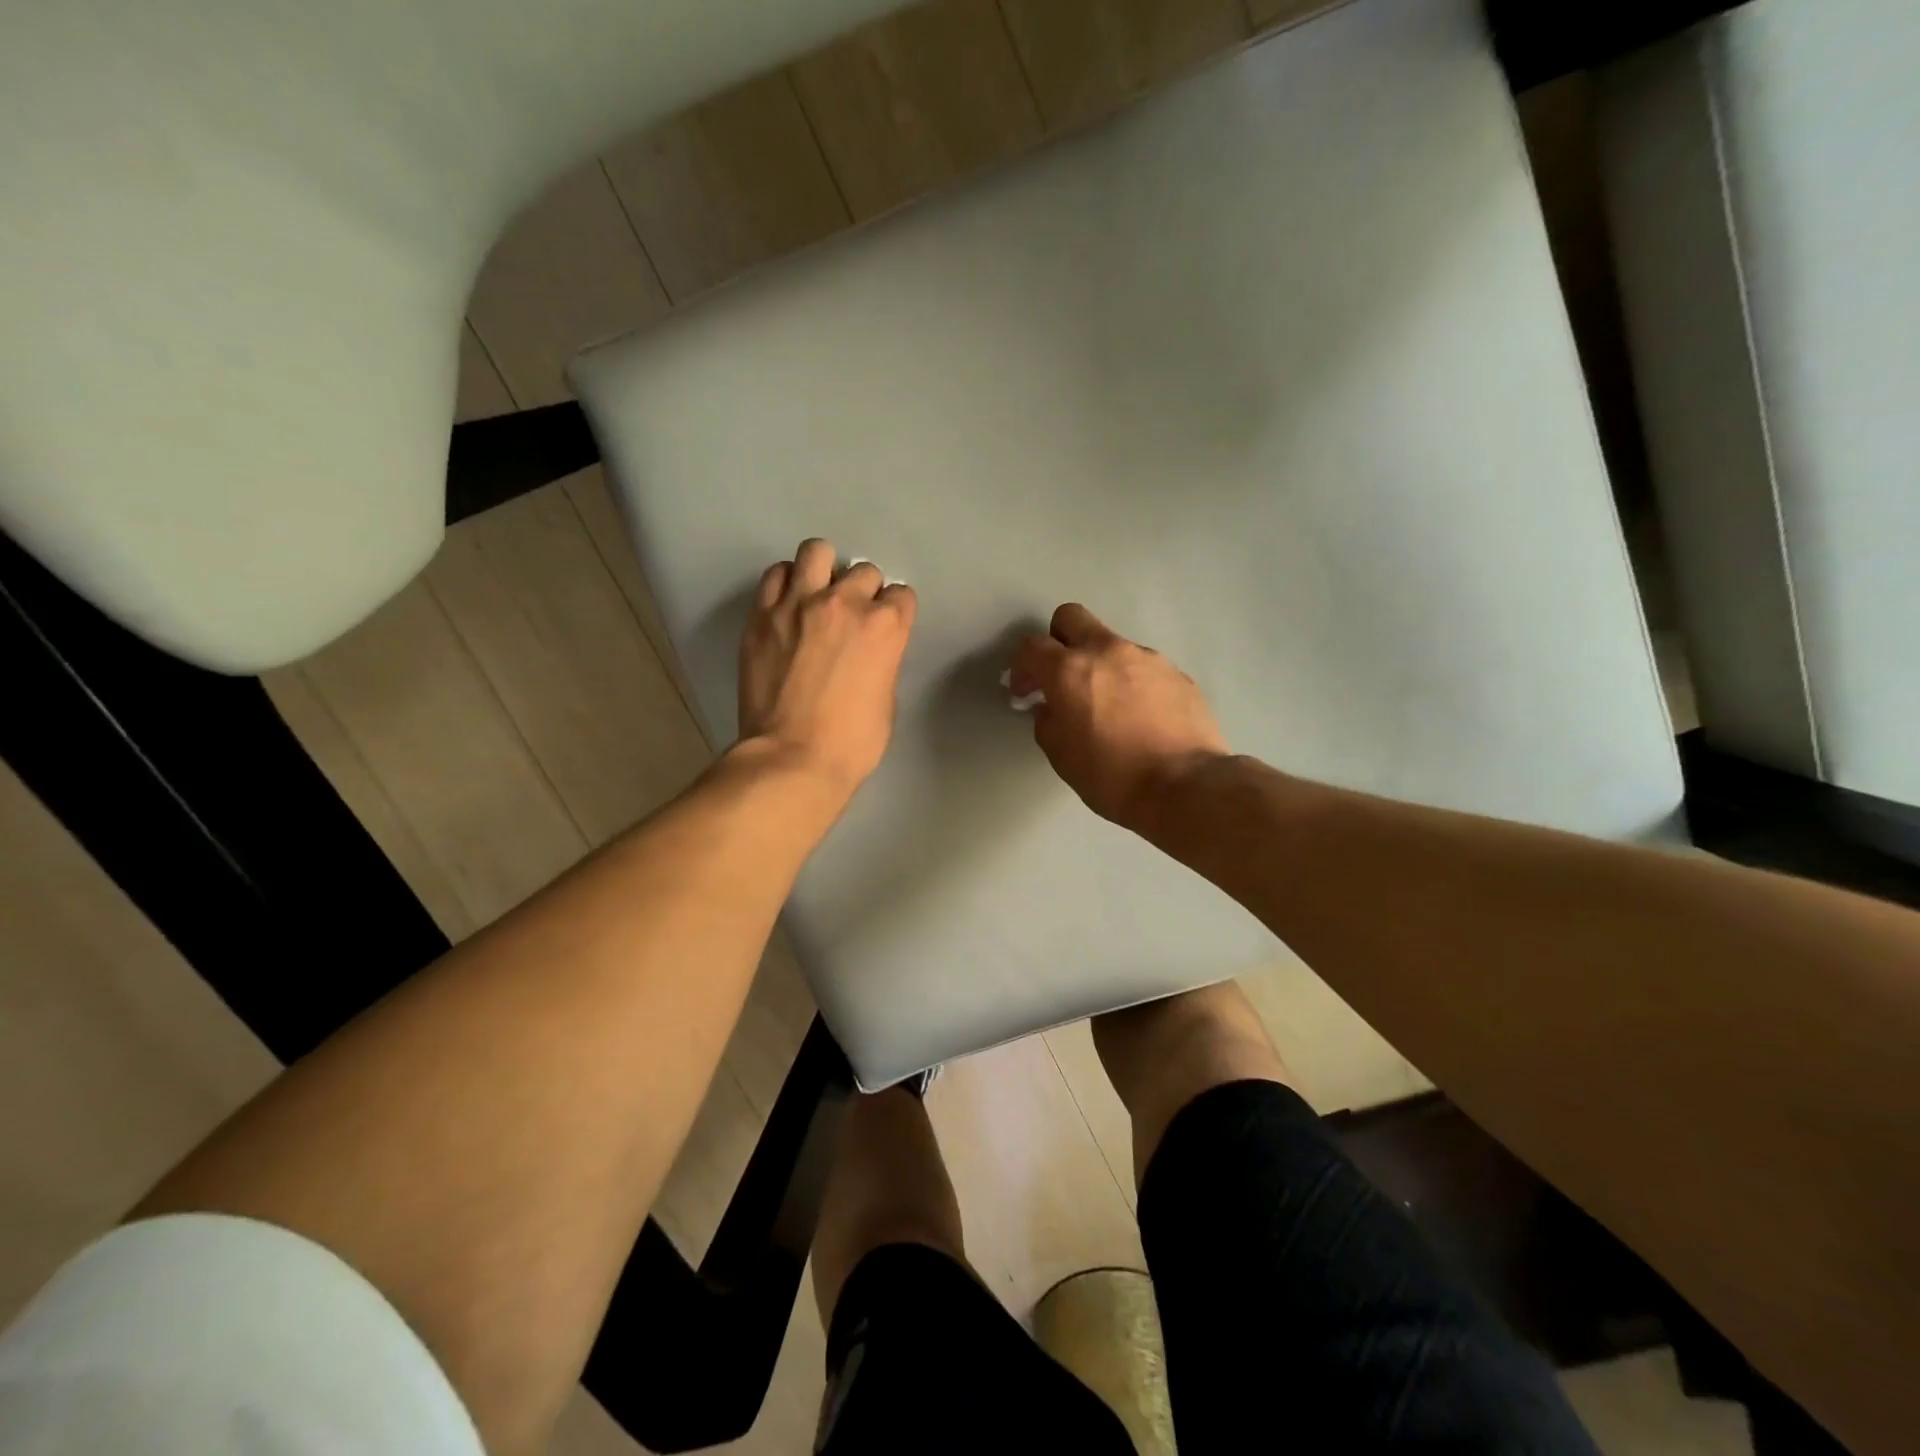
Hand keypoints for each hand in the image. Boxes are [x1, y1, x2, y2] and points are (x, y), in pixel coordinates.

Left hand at [737, 538, 916, 800]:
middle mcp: (844, 602)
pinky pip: (776, 575)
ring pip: (816, 552)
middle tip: (850, 618)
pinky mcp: (762, 615)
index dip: (894, 612)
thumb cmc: (852, 743)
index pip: (901, 595)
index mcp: (885, 626)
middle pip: (863, 571)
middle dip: (862, 592)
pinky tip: (788, 605)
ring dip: (823, 570)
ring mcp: (798, 603)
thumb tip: (867, 652)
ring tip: (816, 595)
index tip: (885, 628)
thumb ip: (882, 661)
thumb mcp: (887, 699)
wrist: (792, 758)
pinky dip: (786, 583)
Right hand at [1009, 604, 1228, 828]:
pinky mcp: (1176, 673)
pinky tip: (1140, 717)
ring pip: (1111, 645)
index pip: (1031, 647)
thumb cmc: (1111, 776)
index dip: (1021, 668)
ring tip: (1108, 706)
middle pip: (1071, 618)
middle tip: (1061, 677)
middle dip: (1058, 641)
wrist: (1184, 787)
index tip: (1024, 693)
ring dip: (1100, 666)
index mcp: (1070, 670)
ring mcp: (1147, 658)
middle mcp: (1107, 651)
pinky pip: (1142, 667)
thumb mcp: (1061, 756)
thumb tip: (1051, 708)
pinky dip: (1132, 683)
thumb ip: (1047, 721)